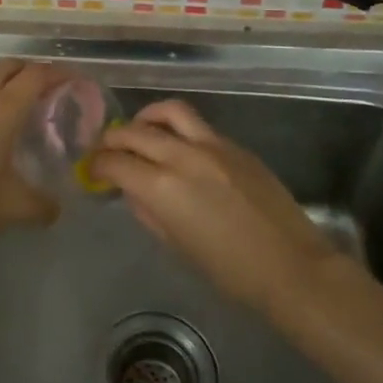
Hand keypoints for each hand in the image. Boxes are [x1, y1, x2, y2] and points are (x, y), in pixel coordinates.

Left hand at [0, 60, 63, 250]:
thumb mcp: (13, 208)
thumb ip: (41, 206)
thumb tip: (56, 209)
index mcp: (2, 111)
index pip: (35, 77)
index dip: (57, 73)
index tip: (74, 80)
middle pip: (6, 67)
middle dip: (29, 70)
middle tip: (46, 88)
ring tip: (8, 95)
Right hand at [90, 99, 350, 315]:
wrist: (292, 266)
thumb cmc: (229, 270)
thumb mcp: (177, 244)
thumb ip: (149, 210)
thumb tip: (133, 190)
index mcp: (163, 186)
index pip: (115, 162)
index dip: (96, 165)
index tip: (91, 171)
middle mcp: (183, 155)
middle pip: (135, 131)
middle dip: (112, 139)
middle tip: (106, 150)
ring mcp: (212, 145)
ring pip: (169, 111)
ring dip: (146, 118)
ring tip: (139, 131)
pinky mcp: (235, 145)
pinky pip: (198, 126)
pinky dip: (177, 129)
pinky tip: (177, 147)